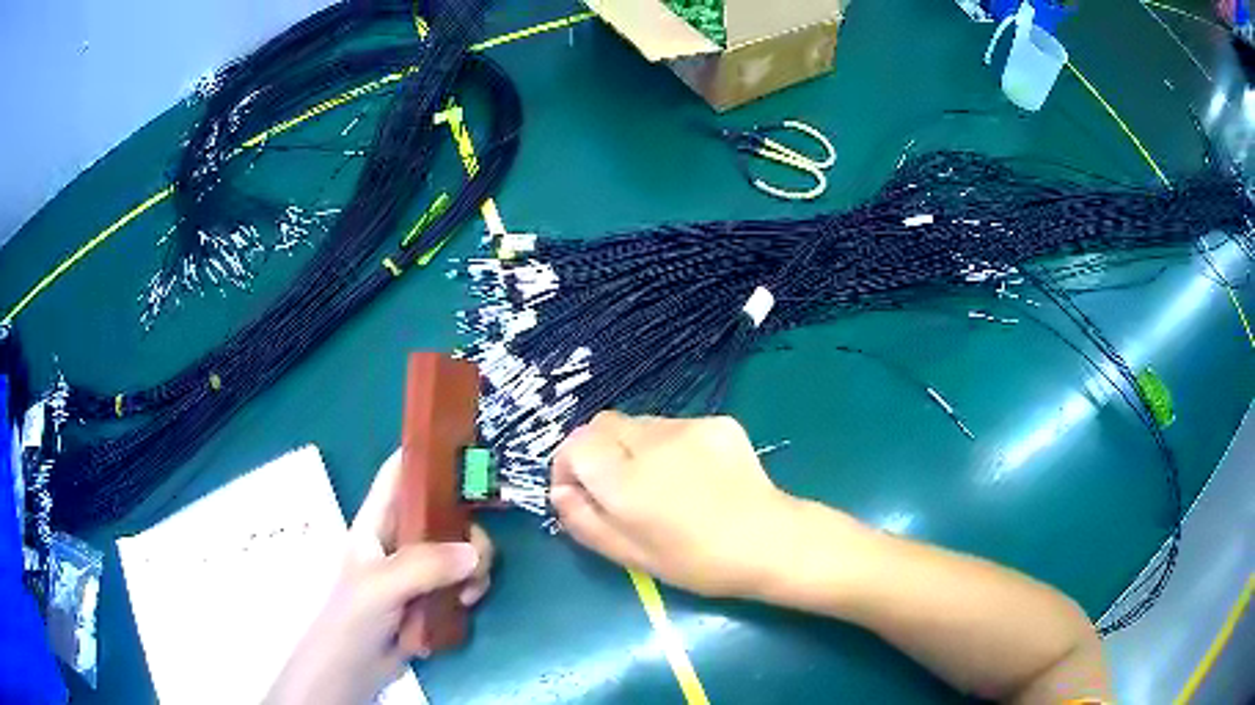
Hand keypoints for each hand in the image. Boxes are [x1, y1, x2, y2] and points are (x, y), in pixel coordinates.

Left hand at [266, 451, 493, 704]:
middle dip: (467, 531)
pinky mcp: (432, 593)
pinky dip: (473, 586)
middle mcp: (401, 537)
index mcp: (378, 521)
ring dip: (475, 566)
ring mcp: (418, 567)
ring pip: (460, 548)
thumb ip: (424, 566)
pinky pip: (463, 577)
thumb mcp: (382, 585)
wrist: (354, 665)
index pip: (398, 473)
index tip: (465, 452)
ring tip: (469, 593)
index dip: (425, 455)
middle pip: (444, 512)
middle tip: (476, 559)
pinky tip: (467, 604)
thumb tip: (474, 553)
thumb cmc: (354, 616)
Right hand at [550, 412, 796, 597]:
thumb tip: (560, 493)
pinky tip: (690, 475)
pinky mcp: (716, 422)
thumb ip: (585, 521)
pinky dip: (666, 445)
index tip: (577, 491)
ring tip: (657, 483)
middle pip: (602, 425)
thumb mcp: (631, 556)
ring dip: (631, 447)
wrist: (770, 541)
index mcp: (626, 482)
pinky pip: (673, 426)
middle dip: (596, 451)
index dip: (567, 465)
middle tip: (615, 488)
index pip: (575, 444)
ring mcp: (688, 427)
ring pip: (638, 423)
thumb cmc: (697, 562)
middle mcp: (652, 443)